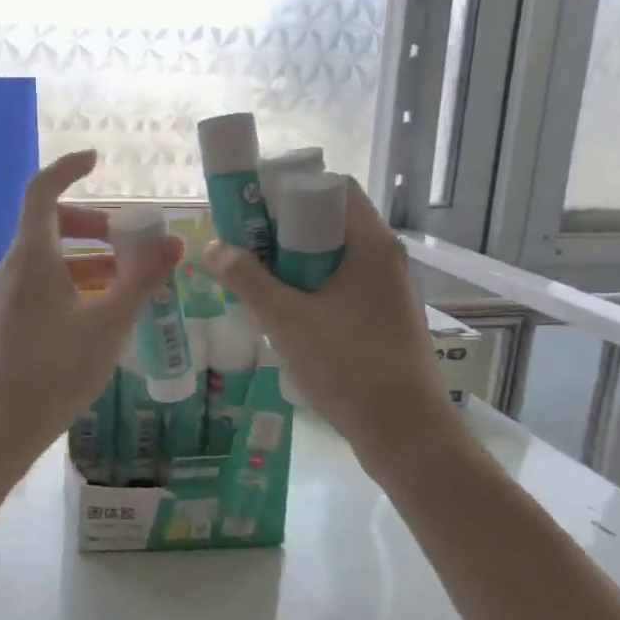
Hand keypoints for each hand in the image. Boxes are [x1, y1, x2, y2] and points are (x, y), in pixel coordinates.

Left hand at [0, 150, 183, 470]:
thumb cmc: (53, 372)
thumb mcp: (107, 325)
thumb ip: (142, 281)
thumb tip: (175, 245)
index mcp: (32, 256)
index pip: (42, 190)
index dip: (68, 168)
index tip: (97, 161)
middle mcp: (13, 268)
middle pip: (50, 225)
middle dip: (94, 224)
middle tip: (131, 241)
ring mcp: (5, 296)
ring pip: (49, 259)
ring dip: (88, 260)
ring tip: (129, 282)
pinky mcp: (6, 321)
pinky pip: (41, 286)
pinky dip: (73, 285)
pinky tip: (101, 315)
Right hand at [203, 178, 461, 467]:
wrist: (406, 433)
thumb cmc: (348, 366)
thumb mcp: (287, 321)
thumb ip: (248, 280)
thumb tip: (214, 247)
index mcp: (370, 245)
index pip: (334, 187)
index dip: (291, 186)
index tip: (253, 204)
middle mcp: (384, 258)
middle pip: (330, 220)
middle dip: (283, 227)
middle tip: (243, 240)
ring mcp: (387, 290)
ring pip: (333, 255)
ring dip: (293, 259)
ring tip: (254, 274)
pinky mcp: (383, 317)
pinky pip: (341, 283)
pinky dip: (310, 284)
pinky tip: (283, 308)